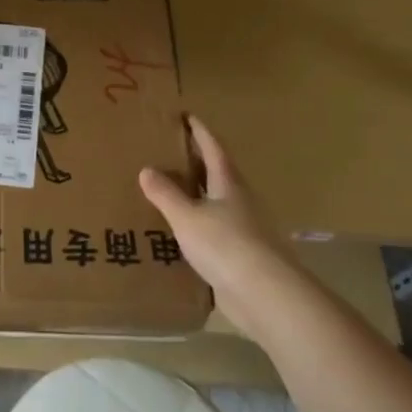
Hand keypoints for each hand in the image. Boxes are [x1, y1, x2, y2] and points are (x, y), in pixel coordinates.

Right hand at [138, 116, 283, 297]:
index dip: (200, 132)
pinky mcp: (242, 255)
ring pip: (217, 203)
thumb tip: (147, 169)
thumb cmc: (225, 244)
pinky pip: (215, 230)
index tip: (187, 116)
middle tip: (170, 152)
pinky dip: (198, 224)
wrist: (264, 294)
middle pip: (218, 174)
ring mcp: (244, 229)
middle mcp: (240, 201)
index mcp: (229, 183)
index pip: (213, 148)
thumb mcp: (186, 216)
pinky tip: (181, 232)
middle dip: (197, 162)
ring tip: (170, 191)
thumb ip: (165, 193)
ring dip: (197, 194)